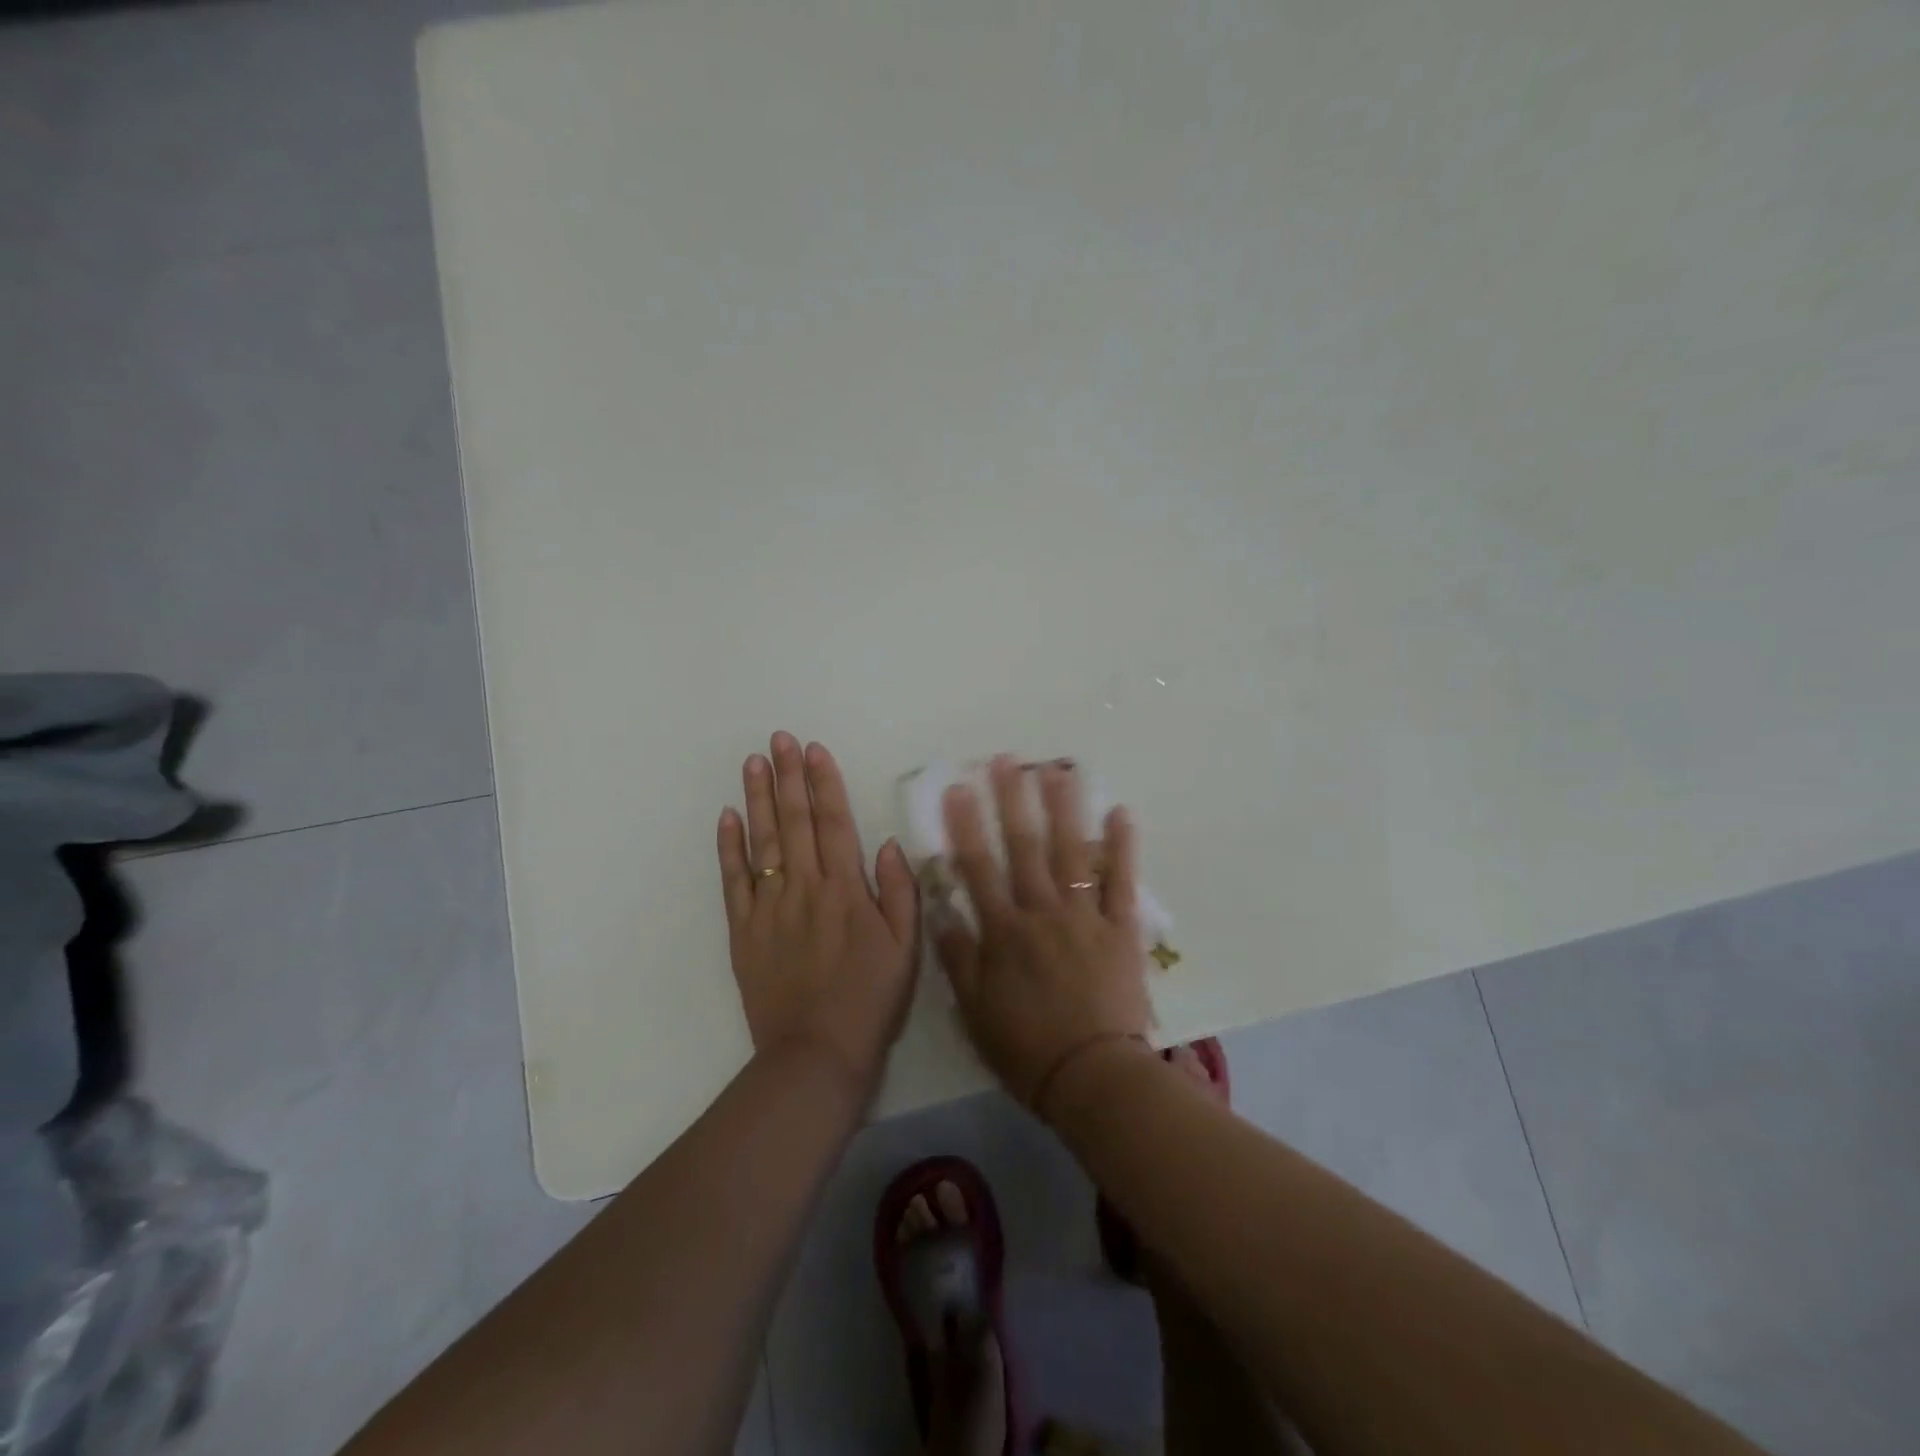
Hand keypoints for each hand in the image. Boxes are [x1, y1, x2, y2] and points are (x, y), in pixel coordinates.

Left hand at [718, 733, 919, 1093]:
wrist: (816, 1054)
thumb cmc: (869, 1000)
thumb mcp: (905, 949)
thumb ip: (899, 892)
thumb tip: (887, 843)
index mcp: (846, 890)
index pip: (833, 823)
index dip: (824, 783)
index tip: (814, 750)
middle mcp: (805, 888)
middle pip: (794, 822)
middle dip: (788, 777)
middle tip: (778, 740)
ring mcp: (769, 908)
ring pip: (762, 842)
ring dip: (758, 799)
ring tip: (753, 763)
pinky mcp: (743, 932)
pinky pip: (733, 882)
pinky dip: (729, 848)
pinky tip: (727, 818)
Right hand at [934, 755, 1153, 1113]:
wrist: (1092, 1077)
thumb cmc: (1027, 1048)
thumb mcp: (975, 1011)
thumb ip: (958, 959)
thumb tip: (941, 911)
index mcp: (1004, 932)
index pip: (978, 868)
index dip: (965, 826)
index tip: (958, 788)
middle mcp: (1041, 913)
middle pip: (1024, 847)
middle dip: (1012, 801)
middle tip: (1006, 761)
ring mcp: (1084, 917)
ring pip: (1072, 852)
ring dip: (1064, 808)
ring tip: (1058, 769)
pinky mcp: (1121, 928)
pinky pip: (1122, 881)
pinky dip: (1124, 846)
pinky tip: (1121, 811)